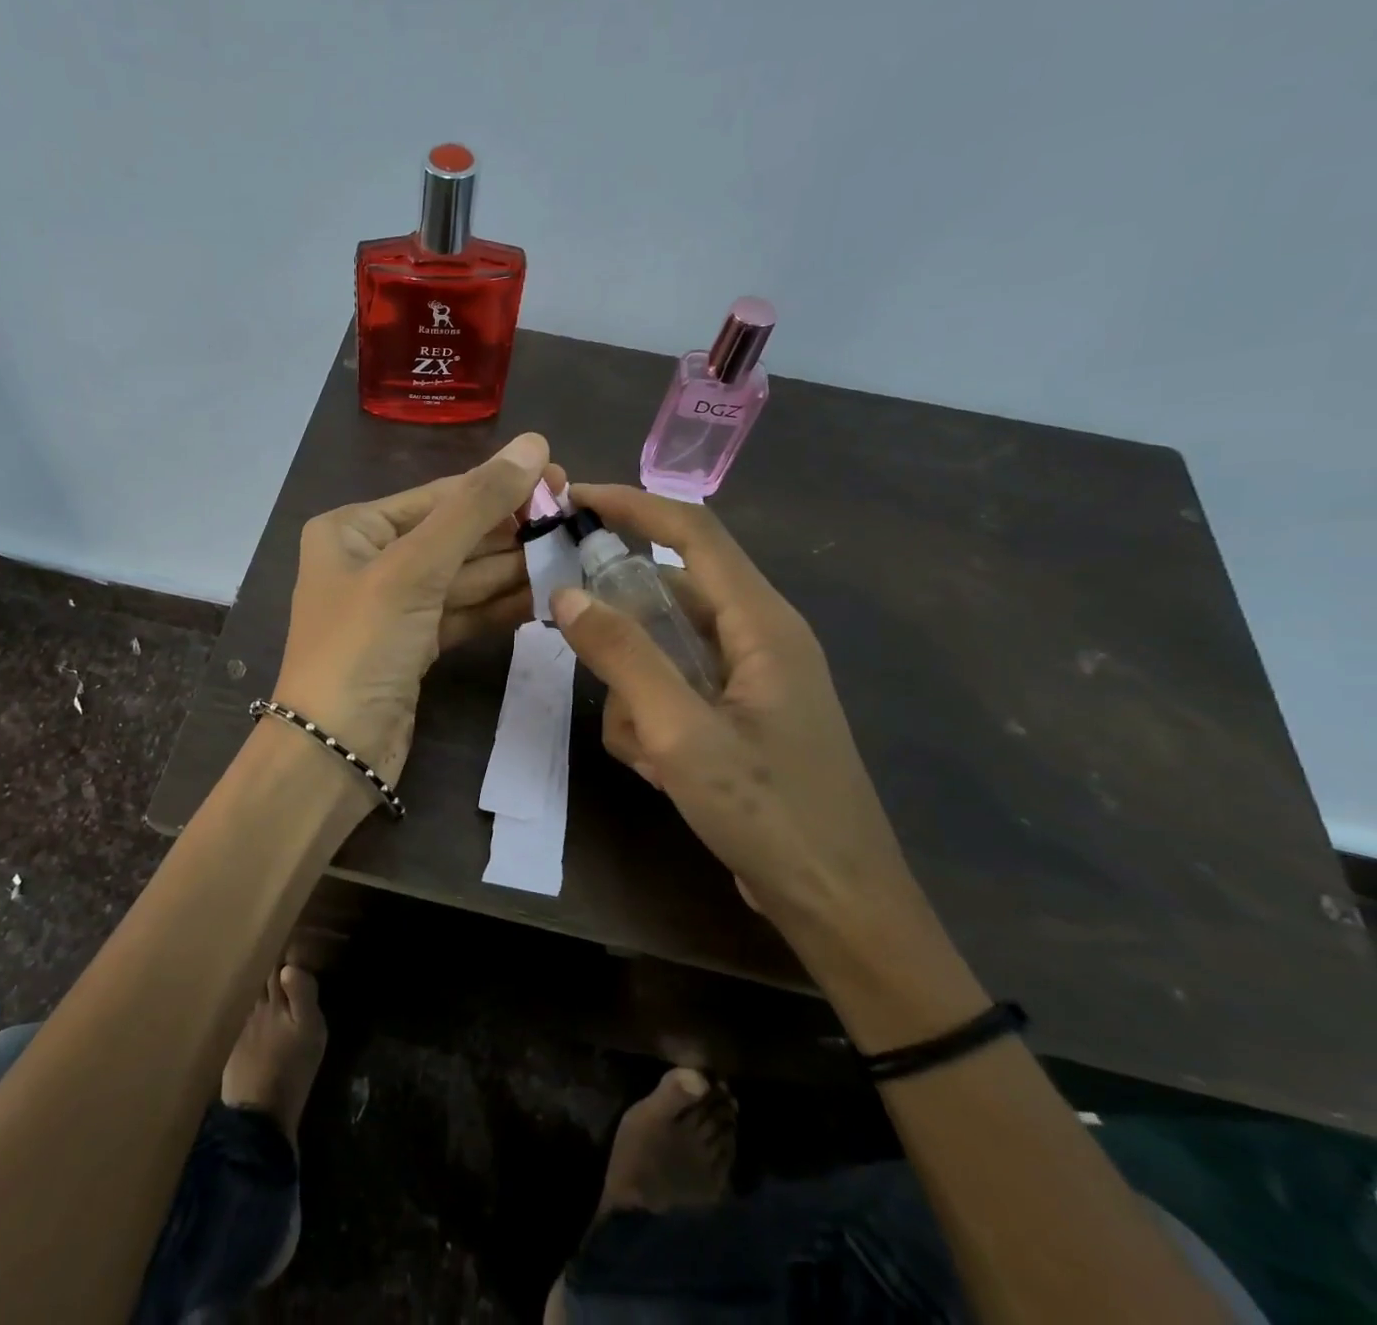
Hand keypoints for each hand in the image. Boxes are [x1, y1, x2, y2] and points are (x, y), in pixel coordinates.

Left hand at [272, 434, 549, 785]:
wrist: (334, 752)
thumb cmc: (361, 646)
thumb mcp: (414, 568)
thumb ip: (474, 507)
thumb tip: (533, 444)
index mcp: (353, 529)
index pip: (439, 496)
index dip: (501, 486)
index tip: (563, 479)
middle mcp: (371, 560)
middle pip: (454, 535)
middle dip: (511, 531)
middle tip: (576, 523)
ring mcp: (394, 606)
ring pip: (463, 577)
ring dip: (514, 569)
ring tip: (573, 556)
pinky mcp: (414, 645)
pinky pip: (463, 612)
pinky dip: (500, 605)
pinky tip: (546, 595)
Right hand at [549, 484, 916, 942]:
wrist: (836, 904)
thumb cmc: (769, 812)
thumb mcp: (682, 733)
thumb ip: (624, 657)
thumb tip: (567, 595)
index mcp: (761, 623)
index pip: (693, 531)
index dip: (633, 504)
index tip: (571, 499)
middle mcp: (758, 638)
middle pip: (670, 592)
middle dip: (619, 619)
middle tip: (569, 637)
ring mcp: (748, 680)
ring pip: (664, 649)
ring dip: (634, 689)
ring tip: (643, 747)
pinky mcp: (737, 716)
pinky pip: (675, 690)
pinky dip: (651, 719)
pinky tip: (657, 767)